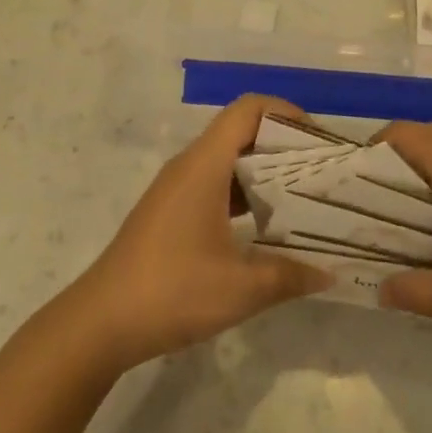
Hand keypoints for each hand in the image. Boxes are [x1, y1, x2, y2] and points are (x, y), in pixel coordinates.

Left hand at [69, 96, 329, 372]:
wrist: (101, 323)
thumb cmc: (172, 292)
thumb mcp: (241, 289)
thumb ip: (290, 276)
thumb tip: (330, 273)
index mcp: (204, 166)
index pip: (247, 110)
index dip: (285, 112)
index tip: (317, 141)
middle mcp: (189, 166)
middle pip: (240, 132)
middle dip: (282, 145)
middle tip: (319, 174)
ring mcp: (176, 190)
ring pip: (227, 161)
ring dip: (264, 173)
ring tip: (302, 199)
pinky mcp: (169, 213)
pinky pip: (214, 185)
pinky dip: (243, 195)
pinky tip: (265, 228)